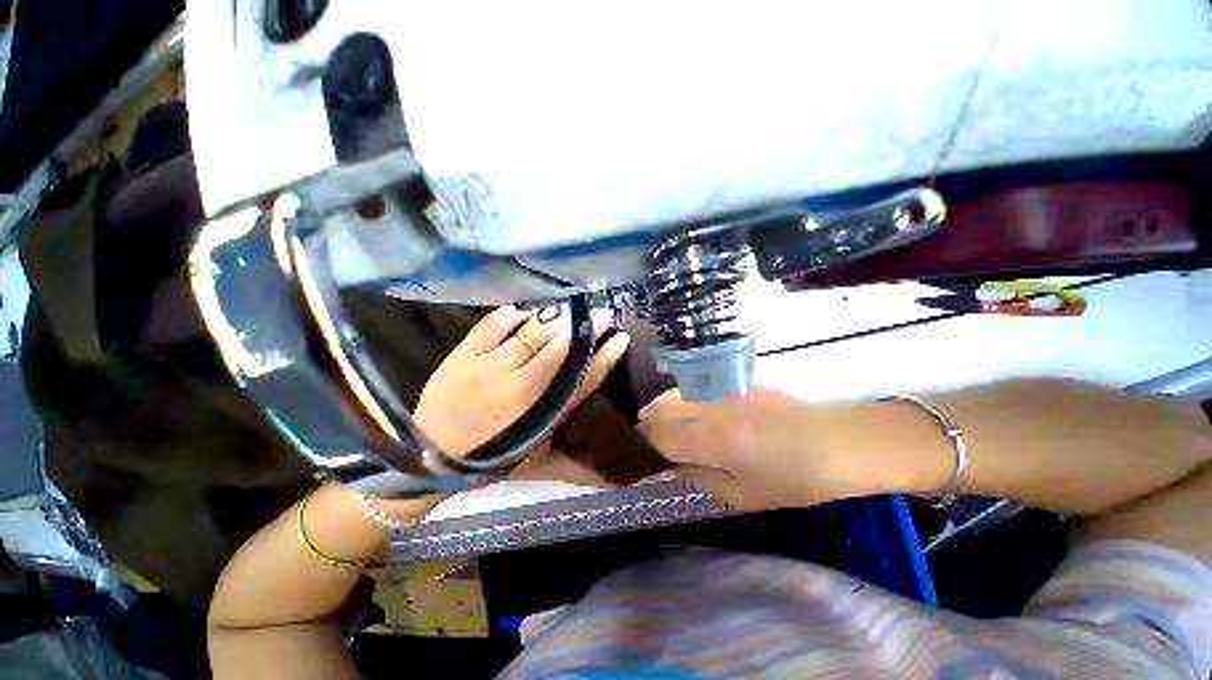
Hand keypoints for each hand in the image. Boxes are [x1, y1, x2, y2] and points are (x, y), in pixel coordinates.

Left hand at [414, 305, 629, 458]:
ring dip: (555, 318)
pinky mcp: (462, 356)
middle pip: (562, 349)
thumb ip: (561, 411)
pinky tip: (522, 312)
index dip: (606, 357)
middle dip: (587, 328)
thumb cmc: (493, 454)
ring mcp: (488, 368)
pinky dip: (510, 315)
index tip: (622, 338)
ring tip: (568, 310)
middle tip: (602, 313)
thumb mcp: (536, 441)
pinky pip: (492, 325)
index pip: (584, 379)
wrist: (431, 457)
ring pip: (532, 333)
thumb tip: (583, 378)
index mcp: (540, 414)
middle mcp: (518, 387)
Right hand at [638, 387, 842, 510]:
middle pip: (662, 409)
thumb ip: (700, 476)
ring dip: (659, 408)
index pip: (661, 436)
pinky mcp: (731, 382)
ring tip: (654, 421)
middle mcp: (710, 409)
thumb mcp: (742, 495)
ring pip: (674, 394)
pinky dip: (678, 398)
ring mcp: (721, 391)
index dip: (644, 442)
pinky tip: (682, 409)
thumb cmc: (792, 479)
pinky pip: (693, 388)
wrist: (833, 441)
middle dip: (646, 422)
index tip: (635, 449)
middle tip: (641, 436)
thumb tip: (672, 463)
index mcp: (714, 441)